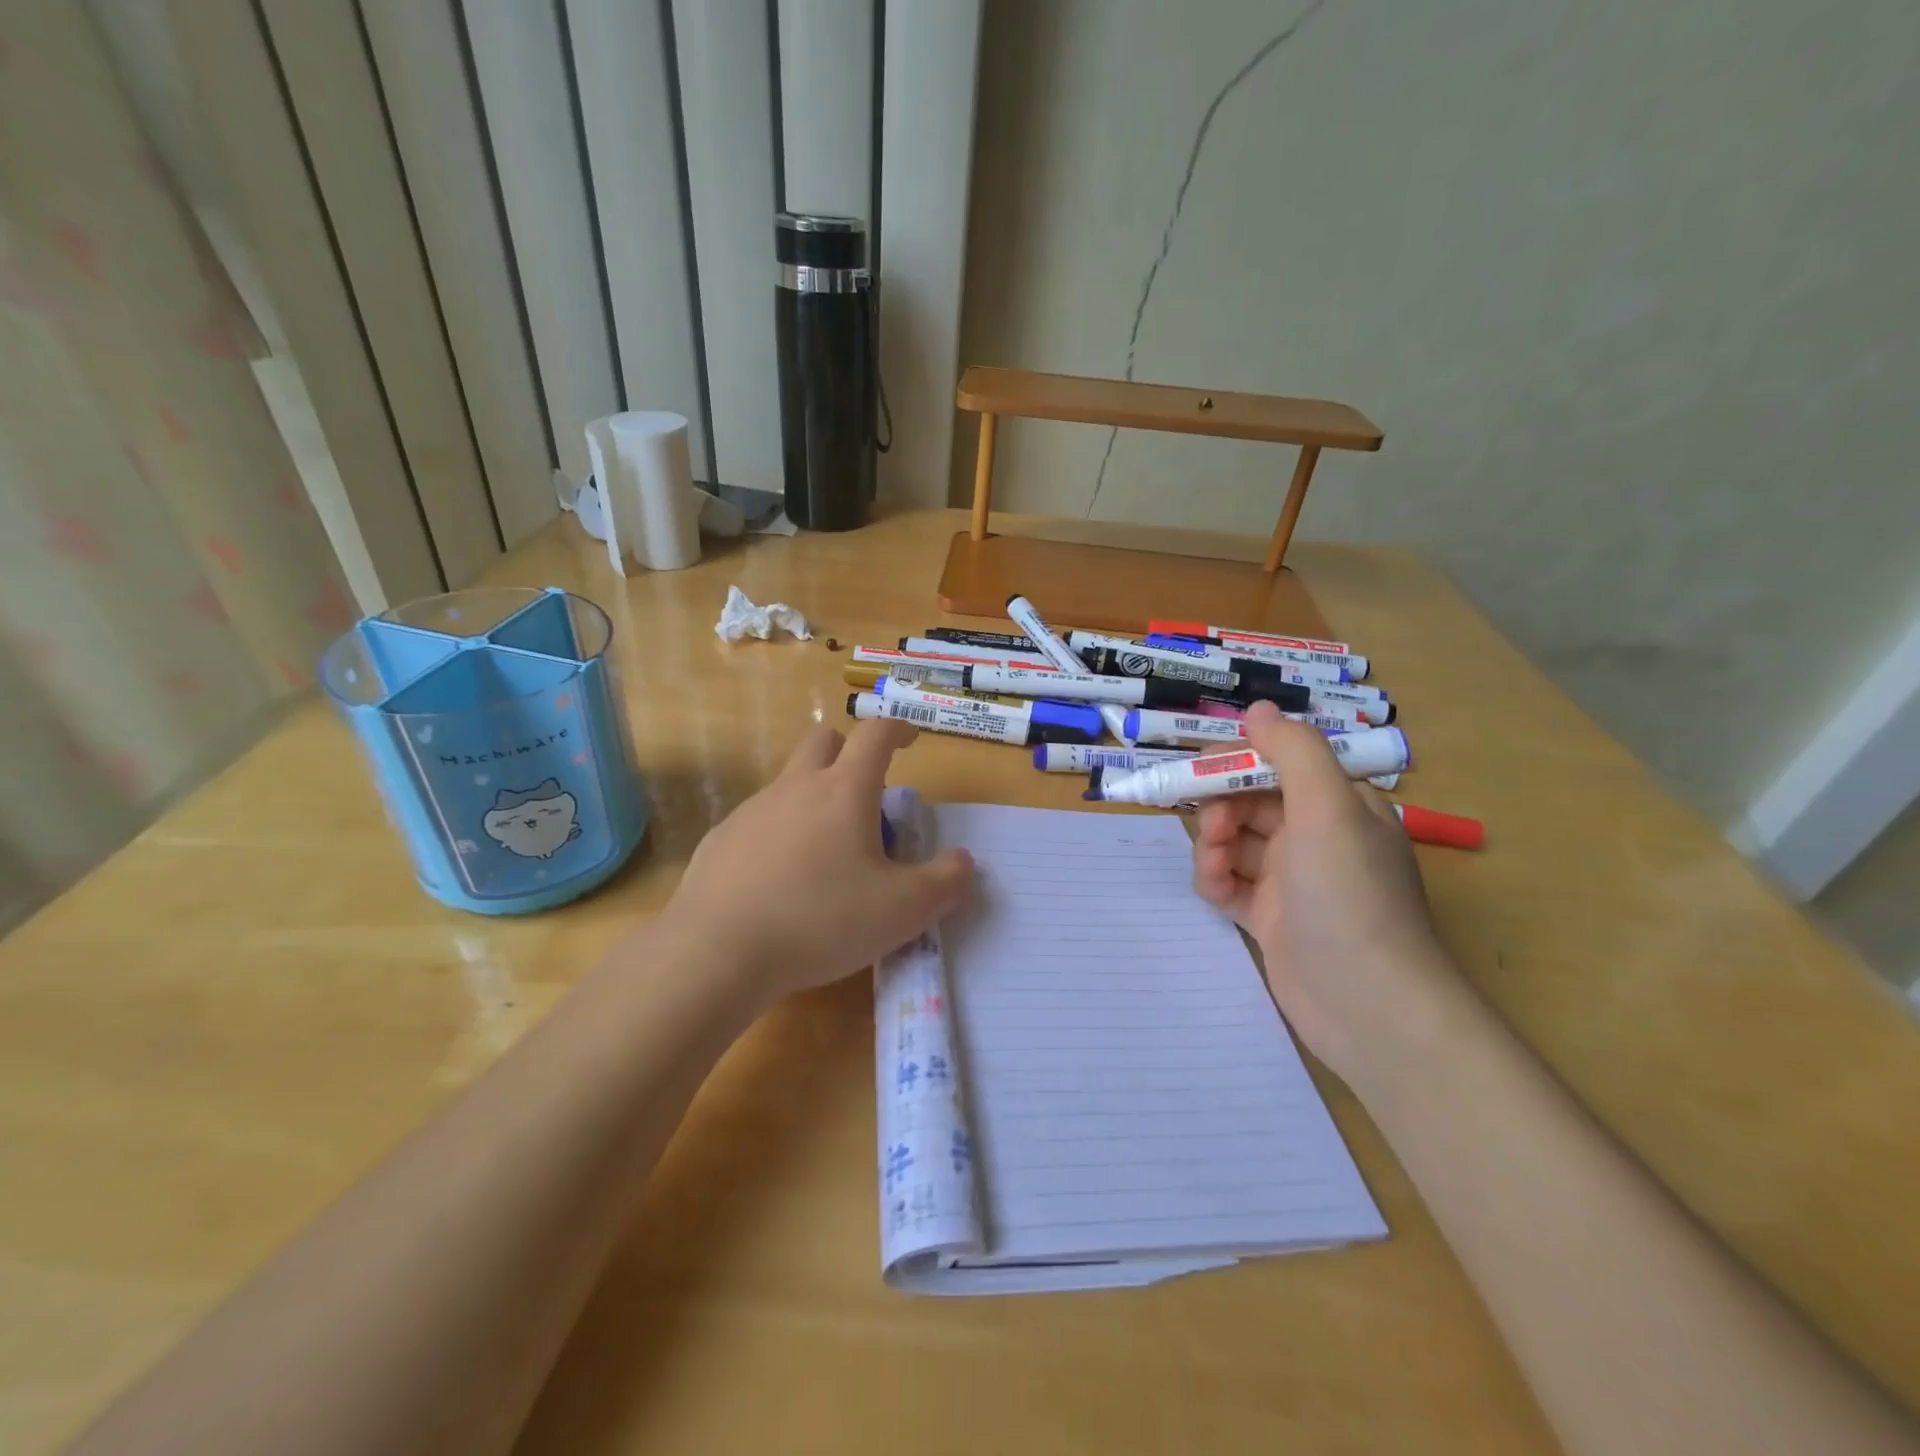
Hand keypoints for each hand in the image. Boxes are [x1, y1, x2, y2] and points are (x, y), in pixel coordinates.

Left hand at [663, 719, 974, 1008]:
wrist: (717, 952)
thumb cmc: (821, 921)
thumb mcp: (903, 911)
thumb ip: (945, 882)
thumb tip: (963, 862)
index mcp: (844, 791)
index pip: (875, 734)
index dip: (898, 729)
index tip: (911, 740)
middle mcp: (795, 787)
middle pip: (823, 740)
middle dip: (849, 751)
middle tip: (866, 796)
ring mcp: (752, 810)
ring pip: (790, 782)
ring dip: (814, 798)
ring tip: (827, 856)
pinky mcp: (721, 839)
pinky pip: (759, 821)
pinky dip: (780, 834)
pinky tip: (782, 883)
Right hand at [1192, 701, 1455, 1085]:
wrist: (1368, 1007)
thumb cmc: (1349, 896)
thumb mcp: (1328, 810)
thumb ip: (1293, 751)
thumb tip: (1257, 708)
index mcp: (1341, 806)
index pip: (1280, 765)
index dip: (1239, 762)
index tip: (1201, 770)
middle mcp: (1318, 838)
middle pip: (1251, 803)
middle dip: (1221, 809)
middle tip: (1212, 830)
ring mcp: (1295, 882)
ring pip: (1236, 843)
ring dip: (1214, 847)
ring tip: (1214, 869)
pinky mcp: (1273, 919)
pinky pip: (1232, 884)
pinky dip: (1216, 881)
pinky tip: (1214, 891)